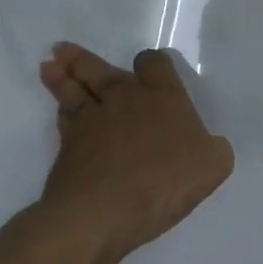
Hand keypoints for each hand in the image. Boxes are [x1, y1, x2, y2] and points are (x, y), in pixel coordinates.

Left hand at [30, 43, 234, 263]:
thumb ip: (213, 148)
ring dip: (61, 77)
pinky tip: (58, 108)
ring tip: (49, 66)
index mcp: (163, 96)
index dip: (150, 62)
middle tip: (62, 49)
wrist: (101, 214)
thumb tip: (207, 145)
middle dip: (83, 59)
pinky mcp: (66, 148)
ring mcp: (91, 121)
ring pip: (74, 90)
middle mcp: (125, 99)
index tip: (148, 66)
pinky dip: (60, 110)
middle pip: (101, 70)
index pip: (154, 63)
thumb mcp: (213, 165)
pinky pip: (63, 119)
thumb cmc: (164, 182)